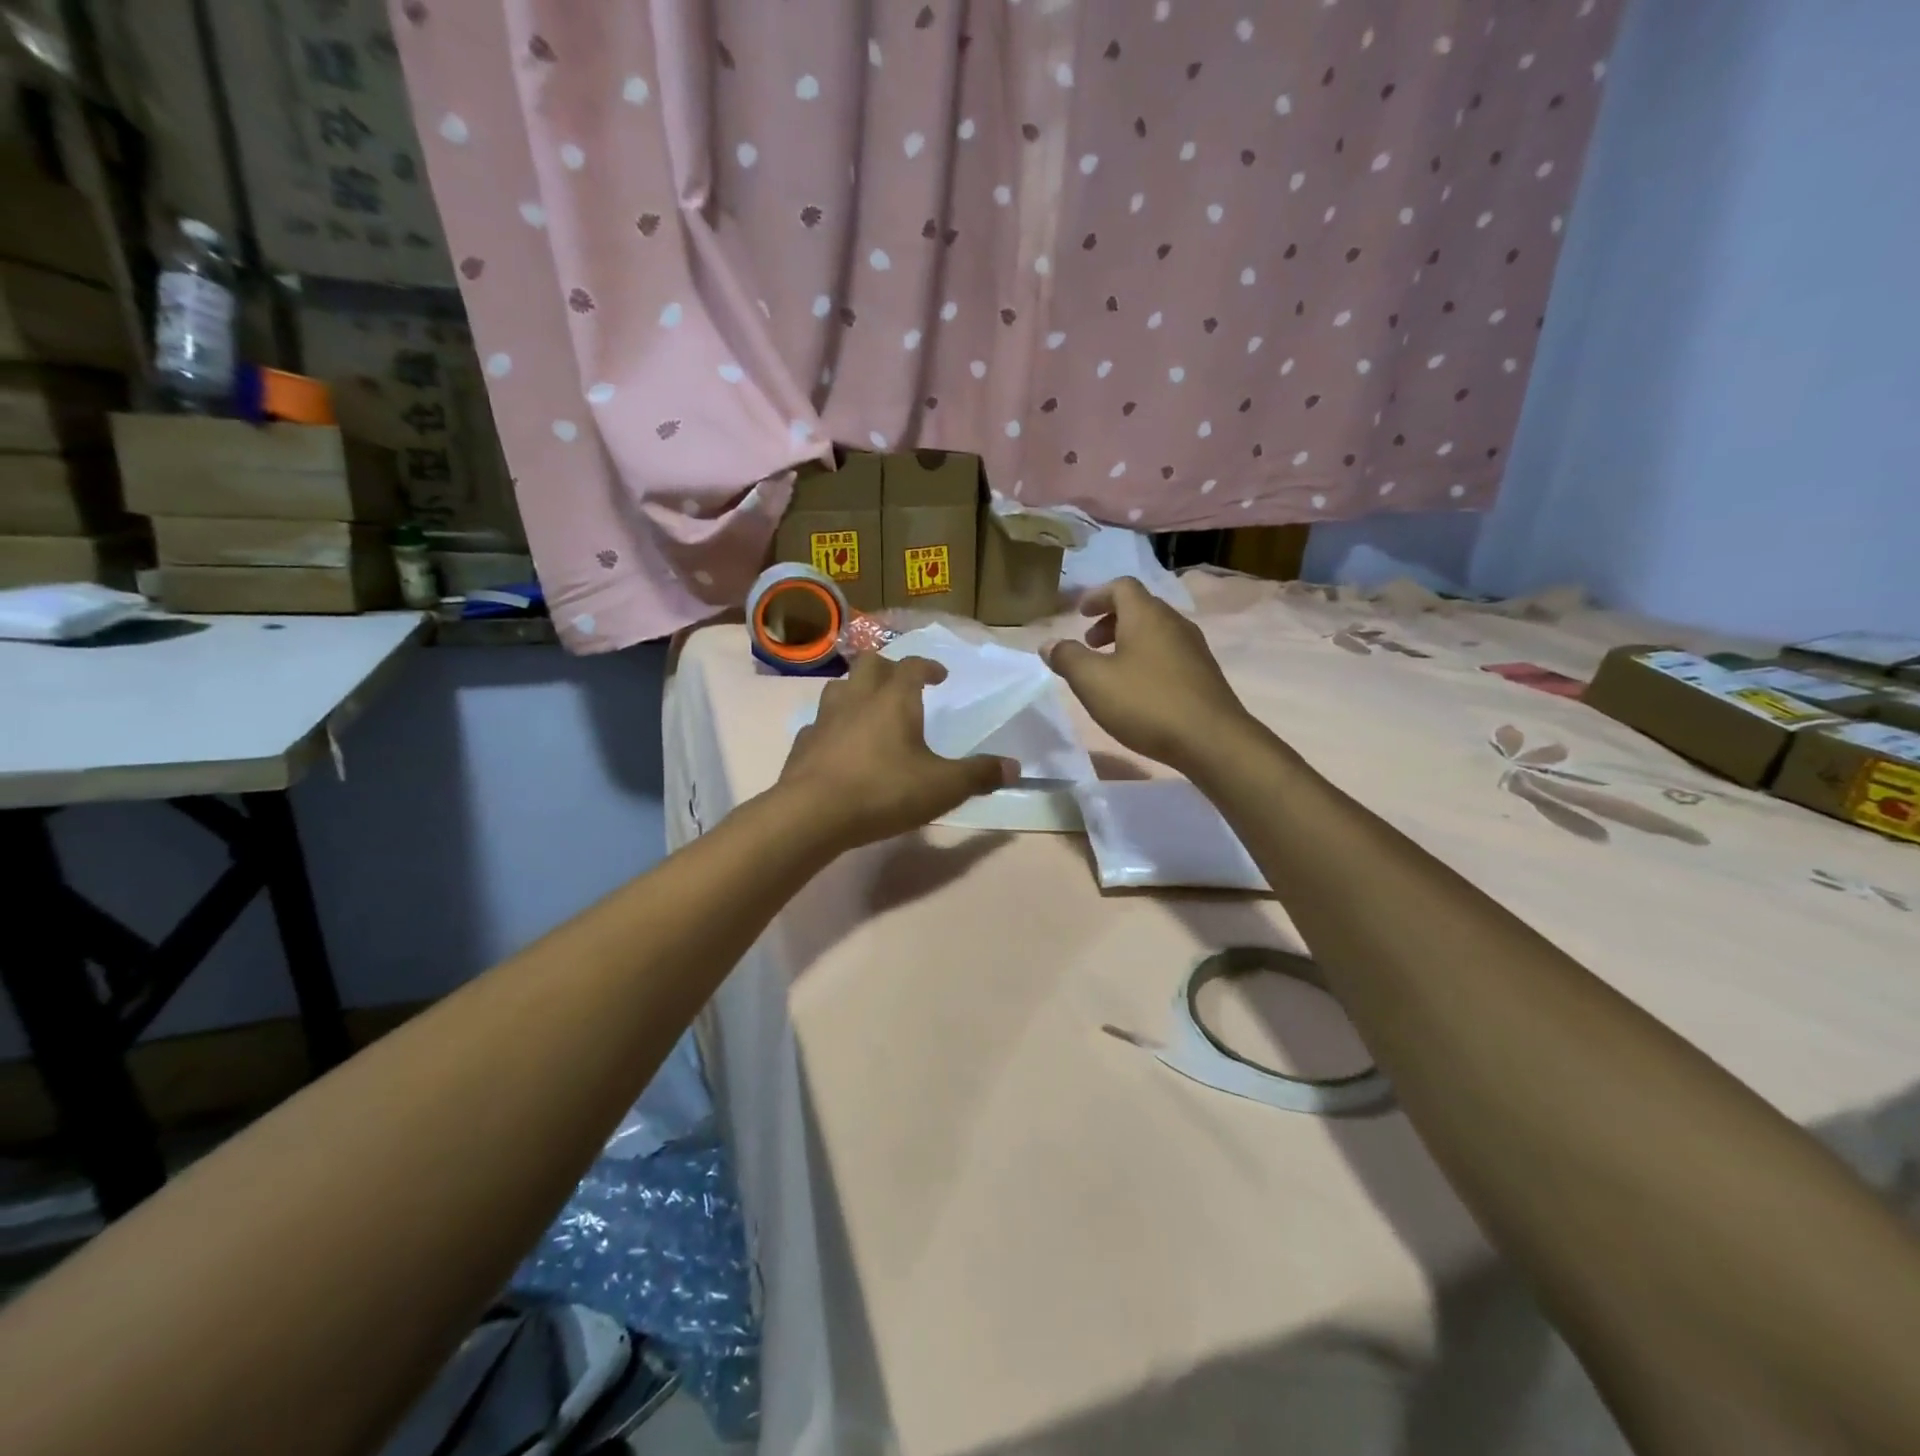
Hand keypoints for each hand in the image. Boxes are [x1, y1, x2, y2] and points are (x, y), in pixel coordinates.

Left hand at [777, 652, 1014, 849]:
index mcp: (894, 699)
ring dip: (856, 690)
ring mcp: (825, 719)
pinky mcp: (803, 743)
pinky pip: (819, 723)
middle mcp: (857, 698)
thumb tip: (1015, 767)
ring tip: (869, 708)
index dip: (928, 666)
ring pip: (839, 687)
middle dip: (889, 668)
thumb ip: (979, 775)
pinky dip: (833, 726)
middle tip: (902, 684)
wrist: (812, 814)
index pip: (912, 666)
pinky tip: (839, 744)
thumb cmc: (884, 791)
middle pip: (870, 664)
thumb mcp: (943, 787)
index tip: (940, 675)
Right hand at [1044, 576, 1255, 771]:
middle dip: (1111, 620)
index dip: (1097, 596)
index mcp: (1146, 615)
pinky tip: (1138, 690)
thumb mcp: (1093, 682)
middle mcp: (1173, 622)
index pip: (1122, 586)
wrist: (1211, 739)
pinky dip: (1147, 659)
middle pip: (1140, 607)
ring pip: (1156, 631)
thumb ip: (1067, 658)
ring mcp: (1194, 648)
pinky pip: (1169, 653)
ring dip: (1129, 641)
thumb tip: (1048, 644)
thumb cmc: (1146, 703)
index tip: (1080, 613)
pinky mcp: (1204, 673)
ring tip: (1111, 670)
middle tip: (1090, 644)